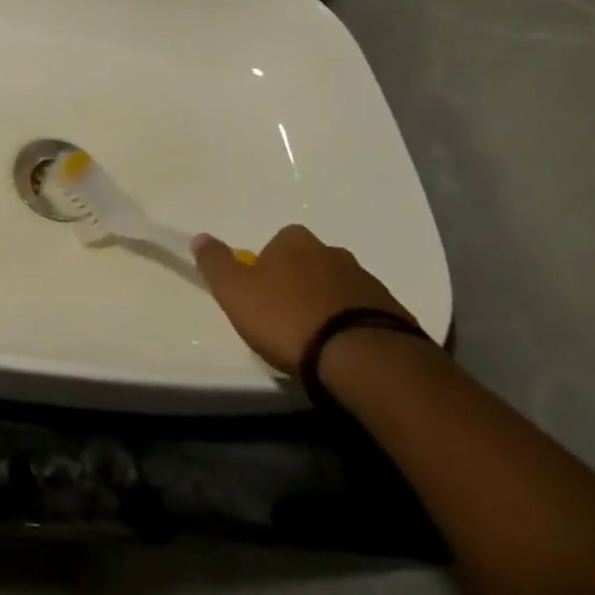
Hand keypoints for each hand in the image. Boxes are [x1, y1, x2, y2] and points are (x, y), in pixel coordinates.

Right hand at [192, 225, 414, 376]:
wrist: (361, 357)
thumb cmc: (288, 318)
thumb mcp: (236, 292)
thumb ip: (215, 263)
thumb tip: (199, 237)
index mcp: (295, 241)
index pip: (275, 245)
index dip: (265, 270)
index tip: (261, 299)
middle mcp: (333, 252)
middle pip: (309, 265)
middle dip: (299, 286)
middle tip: (287, 321)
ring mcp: (367, 282)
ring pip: (338, 289)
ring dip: (327, 306)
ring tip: (317, 342)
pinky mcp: (394, 313)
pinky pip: (364, 314)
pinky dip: (352, 327)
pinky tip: (343, 353)